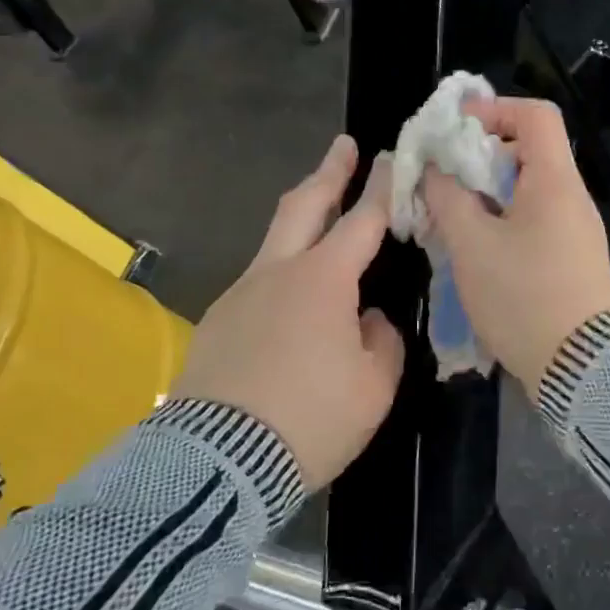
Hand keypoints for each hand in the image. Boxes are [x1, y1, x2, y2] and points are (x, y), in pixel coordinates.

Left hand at [174, 135, 405, 488]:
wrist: (220, 462)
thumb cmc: (313, 419)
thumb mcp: (375, 385)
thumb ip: (381, 340)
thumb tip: (366, 320)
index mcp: (323, 281)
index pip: (362, 221)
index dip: (381, 188)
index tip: (390, 158)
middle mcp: (278, 273)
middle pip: (304, 206)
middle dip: (328, 173)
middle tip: (343, 147)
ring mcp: (241, 294)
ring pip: (275, 240)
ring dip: (302, 219)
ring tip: (324, 218)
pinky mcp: (218, 322)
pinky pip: (259, 282)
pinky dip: (284, 271)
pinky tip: (295, 299)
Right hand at [423, 97, 609, 397]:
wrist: (582, 365)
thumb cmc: (524, 296)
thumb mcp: (472, 245)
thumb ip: (448, 198)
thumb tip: (436, 168)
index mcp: (554, 181)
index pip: (536, 115)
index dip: (495, 109)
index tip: (455, 129)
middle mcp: (572, 197)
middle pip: (528, 153)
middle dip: (480, 158)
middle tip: (442, 181)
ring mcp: (576, 230)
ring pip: (528, 191)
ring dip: (487, 195)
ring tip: (451, 217)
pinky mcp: (572, 259)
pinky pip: (535, 222)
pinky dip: (503, 221)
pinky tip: (476, 248)